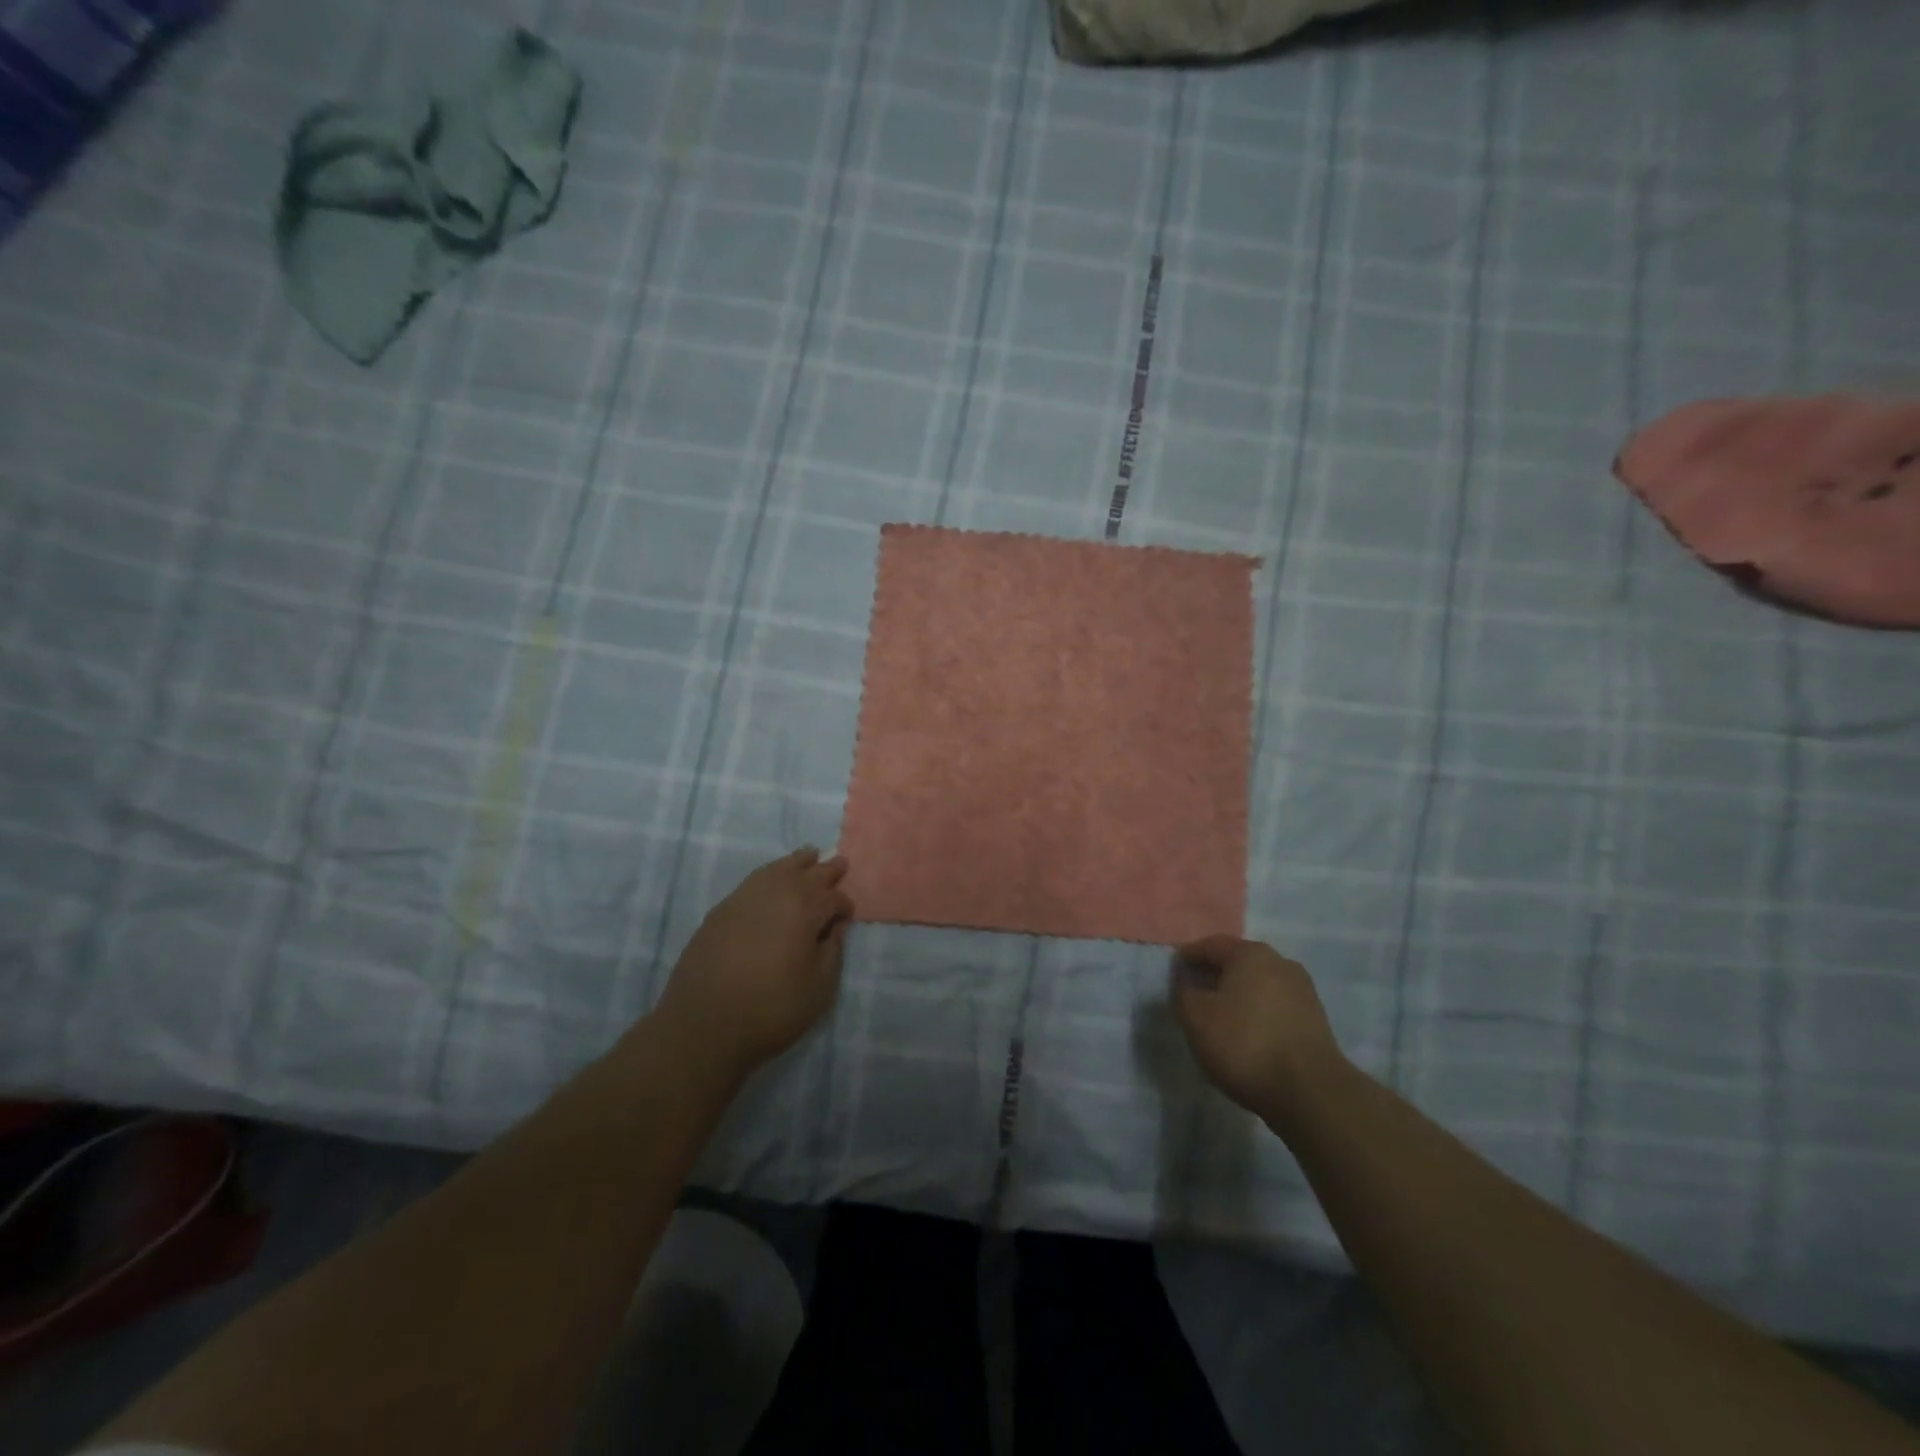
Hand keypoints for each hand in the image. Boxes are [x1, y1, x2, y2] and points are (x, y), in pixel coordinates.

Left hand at [651, 848, 853, 1080]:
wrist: (703, 1026)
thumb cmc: (771, 1009)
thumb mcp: (819, 988)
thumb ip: (832, 952)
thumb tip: (835, 927)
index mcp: (804, 908)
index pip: (833, 898)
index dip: (843, 907)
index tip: (847, 917)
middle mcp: (775, 893)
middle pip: (807, 874)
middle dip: (826, 870)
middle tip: (840, 862)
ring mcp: (744, 898)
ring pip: (777, 869)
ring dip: (797, 862)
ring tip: (808, 854)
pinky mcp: (721, 911)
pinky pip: (754, 881)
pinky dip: (770, 874)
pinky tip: (772, 879)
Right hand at [1171, 935, 1343, 1124]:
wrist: (1310, 1092)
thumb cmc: (1244, 1044)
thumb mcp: (1196, 1018)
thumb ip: (1183, 991)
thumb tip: (1185, 978)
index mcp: (1250, 954)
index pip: (1210, 945)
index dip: (1188, 957)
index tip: (1173, 972)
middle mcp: (1280, 962)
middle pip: (1238, 961)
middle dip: (1214, 974)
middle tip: (1194, 993)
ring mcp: (1303, 990)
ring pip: (1258, 983)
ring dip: (1237, 994)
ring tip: (1220, 1016)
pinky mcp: (1315, 1019)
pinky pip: (1275, 1004)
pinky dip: (1257, 1011)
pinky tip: (1247, 1032)